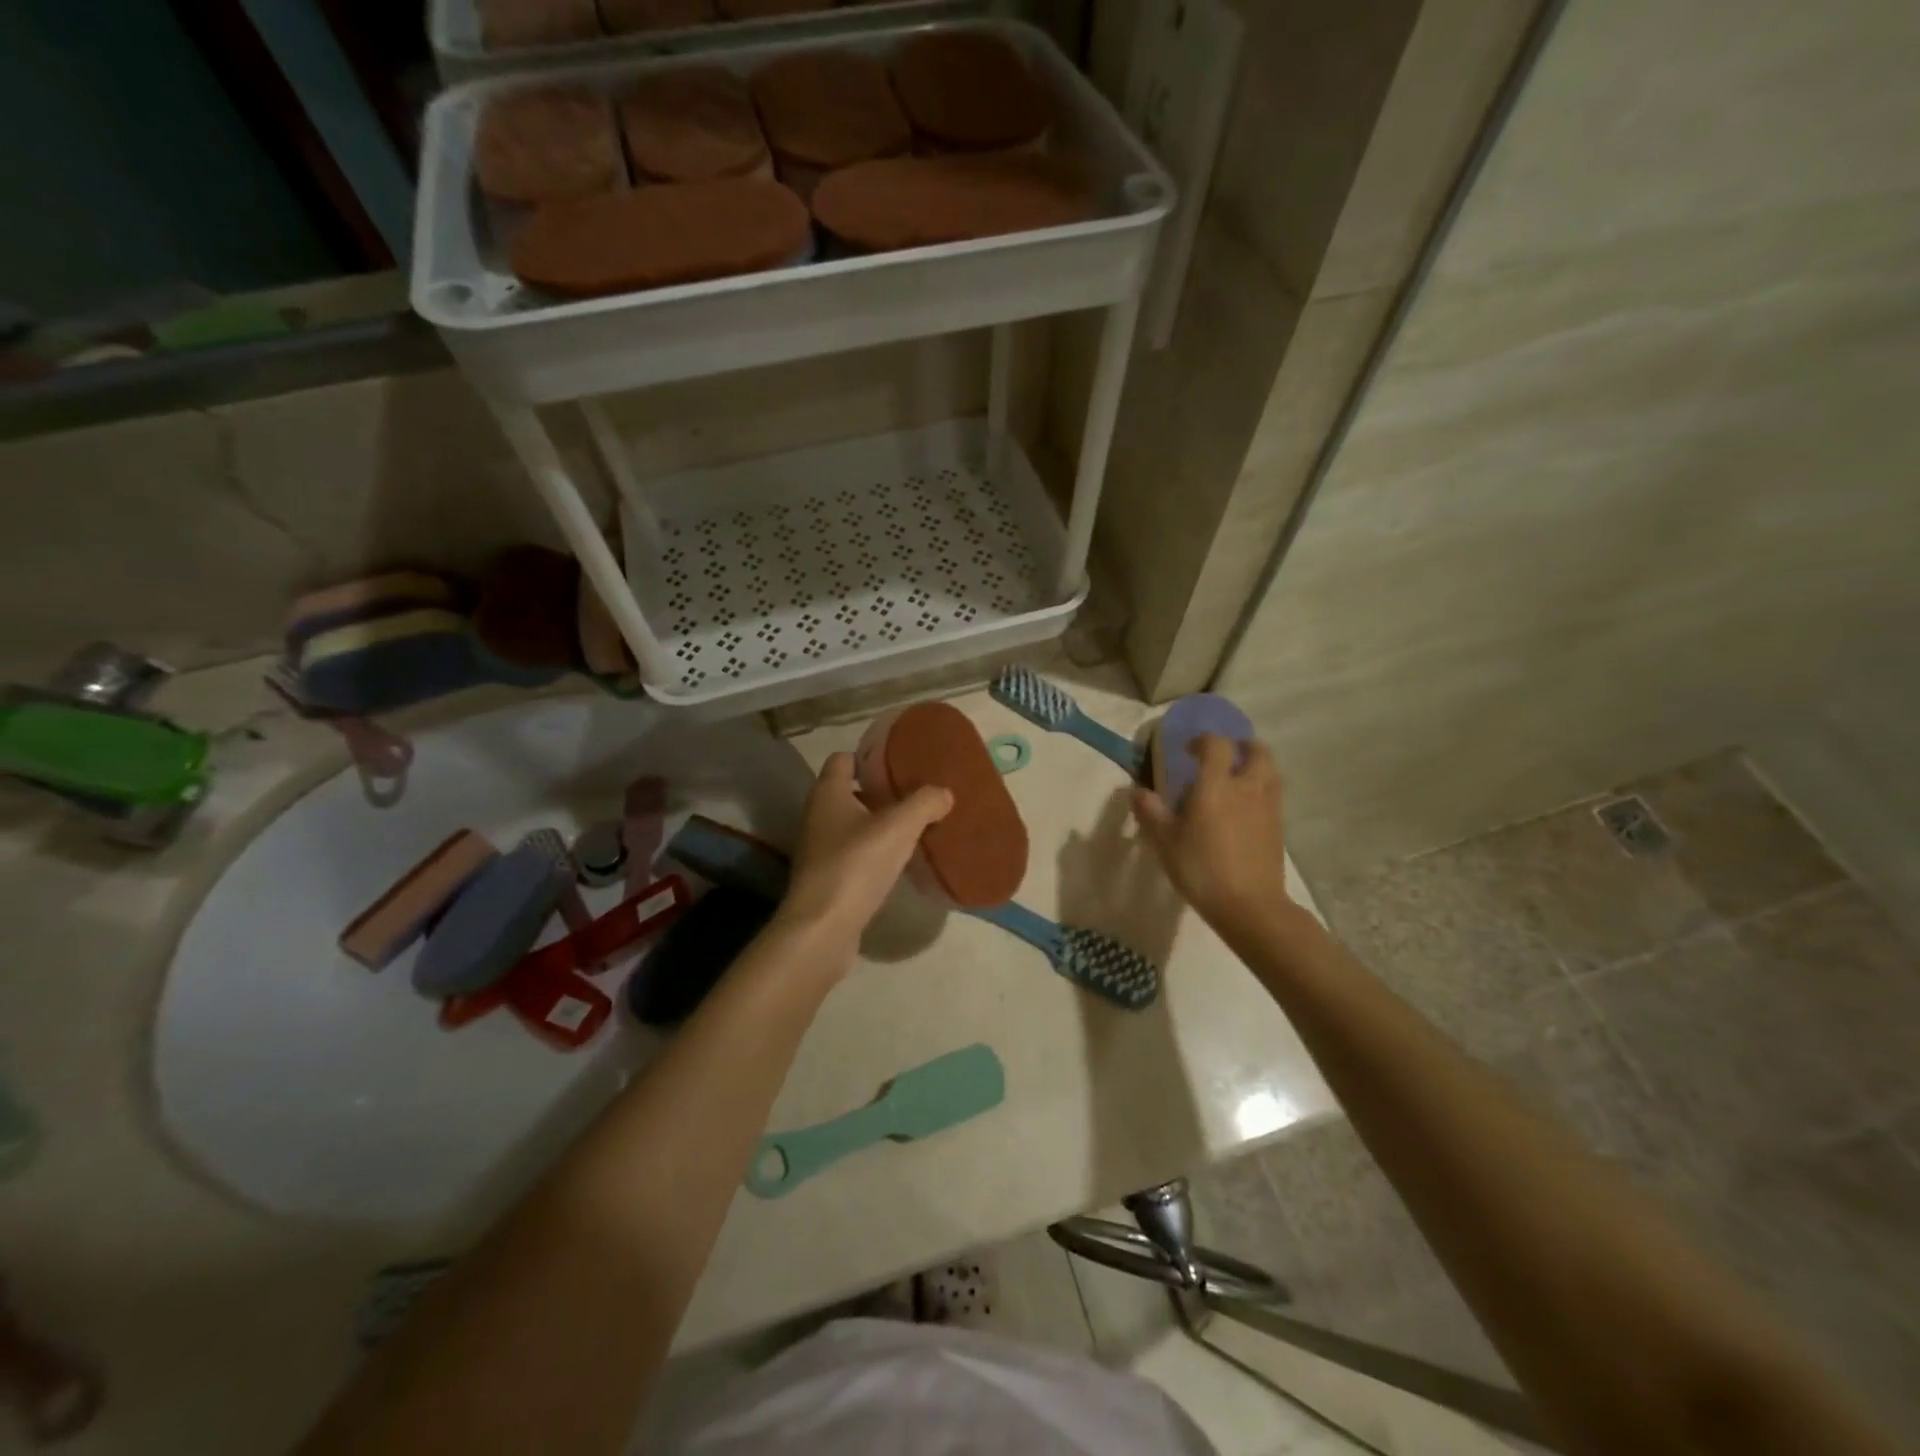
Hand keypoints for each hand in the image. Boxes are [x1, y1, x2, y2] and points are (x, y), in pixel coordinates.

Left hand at [776, 752, 952, 954]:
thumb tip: (944, 792)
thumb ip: (924, 803)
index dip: (870, 756)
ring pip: (854, 824)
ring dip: (881, 823)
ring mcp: (820, 848)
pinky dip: (876, 851)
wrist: (823, 928)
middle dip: (882, 791)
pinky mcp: (828, 877)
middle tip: (918, 793)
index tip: (901, 761)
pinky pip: (856, 853)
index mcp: (828, 792)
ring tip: (917, 825)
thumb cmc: (856, 865)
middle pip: (851, 791)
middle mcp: (818, 815)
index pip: (843, 758)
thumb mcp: (898, 827)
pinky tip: (901, 860)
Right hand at [1132, 735, 1289, 931]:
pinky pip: (1273, 794)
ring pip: (1271, 771)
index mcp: (1216, 786)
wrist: (1250, 906)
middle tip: (1224, 755)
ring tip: (1238, 778)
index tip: (1189, 750)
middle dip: (1242, 745)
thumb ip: (1151, 812)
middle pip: (1257, 751)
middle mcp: (1246, 788)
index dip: (1203, 740)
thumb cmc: (1202, 870)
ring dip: (1256, 765)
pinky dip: (1262, 789)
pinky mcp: (1279, 826)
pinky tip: (1246, 808)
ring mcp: (1268, 807)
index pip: (1217, 745)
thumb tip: (1136, 790)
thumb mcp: (1165, 843)